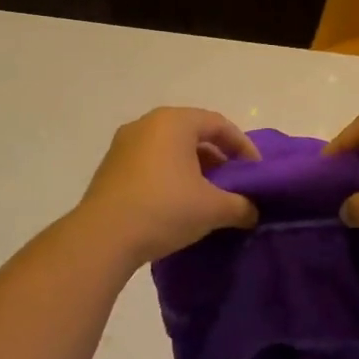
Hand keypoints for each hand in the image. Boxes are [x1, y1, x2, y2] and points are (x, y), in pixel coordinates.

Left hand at [76, 107, 259, 264]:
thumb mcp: (213, 209)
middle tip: (233, 183)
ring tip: (208, 196)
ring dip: (193, 168)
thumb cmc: (164, 209)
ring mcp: (124, 144)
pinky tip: (178, 203)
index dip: (243, 146)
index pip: (218, 124)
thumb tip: (252, 212)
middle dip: (217, 157)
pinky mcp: (111, 167)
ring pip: (170, 148)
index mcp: (174, 122)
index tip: (256, 172)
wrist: (103, 237)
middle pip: (193, 133)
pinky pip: (150, 162)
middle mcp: (147, 124)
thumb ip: (241, 206)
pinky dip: (170, 175)